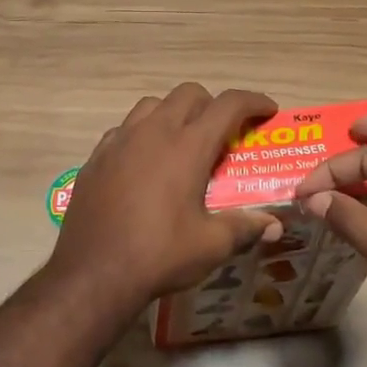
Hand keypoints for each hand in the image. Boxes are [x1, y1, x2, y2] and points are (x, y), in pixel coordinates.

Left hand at [51, 84, 282, 309]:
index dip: (254, 102)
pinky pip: (125, 129)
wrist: (93, 272)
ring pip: (153, 105)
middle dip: (213, 104)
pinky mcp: (97, 157)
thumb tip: (273, 225)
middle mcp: (153, 132)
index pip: (228, 105)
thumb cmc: (159, 254)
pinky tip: (146, 163)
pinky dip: (143, 134)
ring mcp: (120, 141)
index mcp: (187, 146)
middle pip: (189, 94)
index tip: (267, 111)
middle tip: (224, 132)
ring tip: (184, 143)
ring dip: (175, 113)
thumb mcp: (211, 245)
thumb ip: (244, 227)